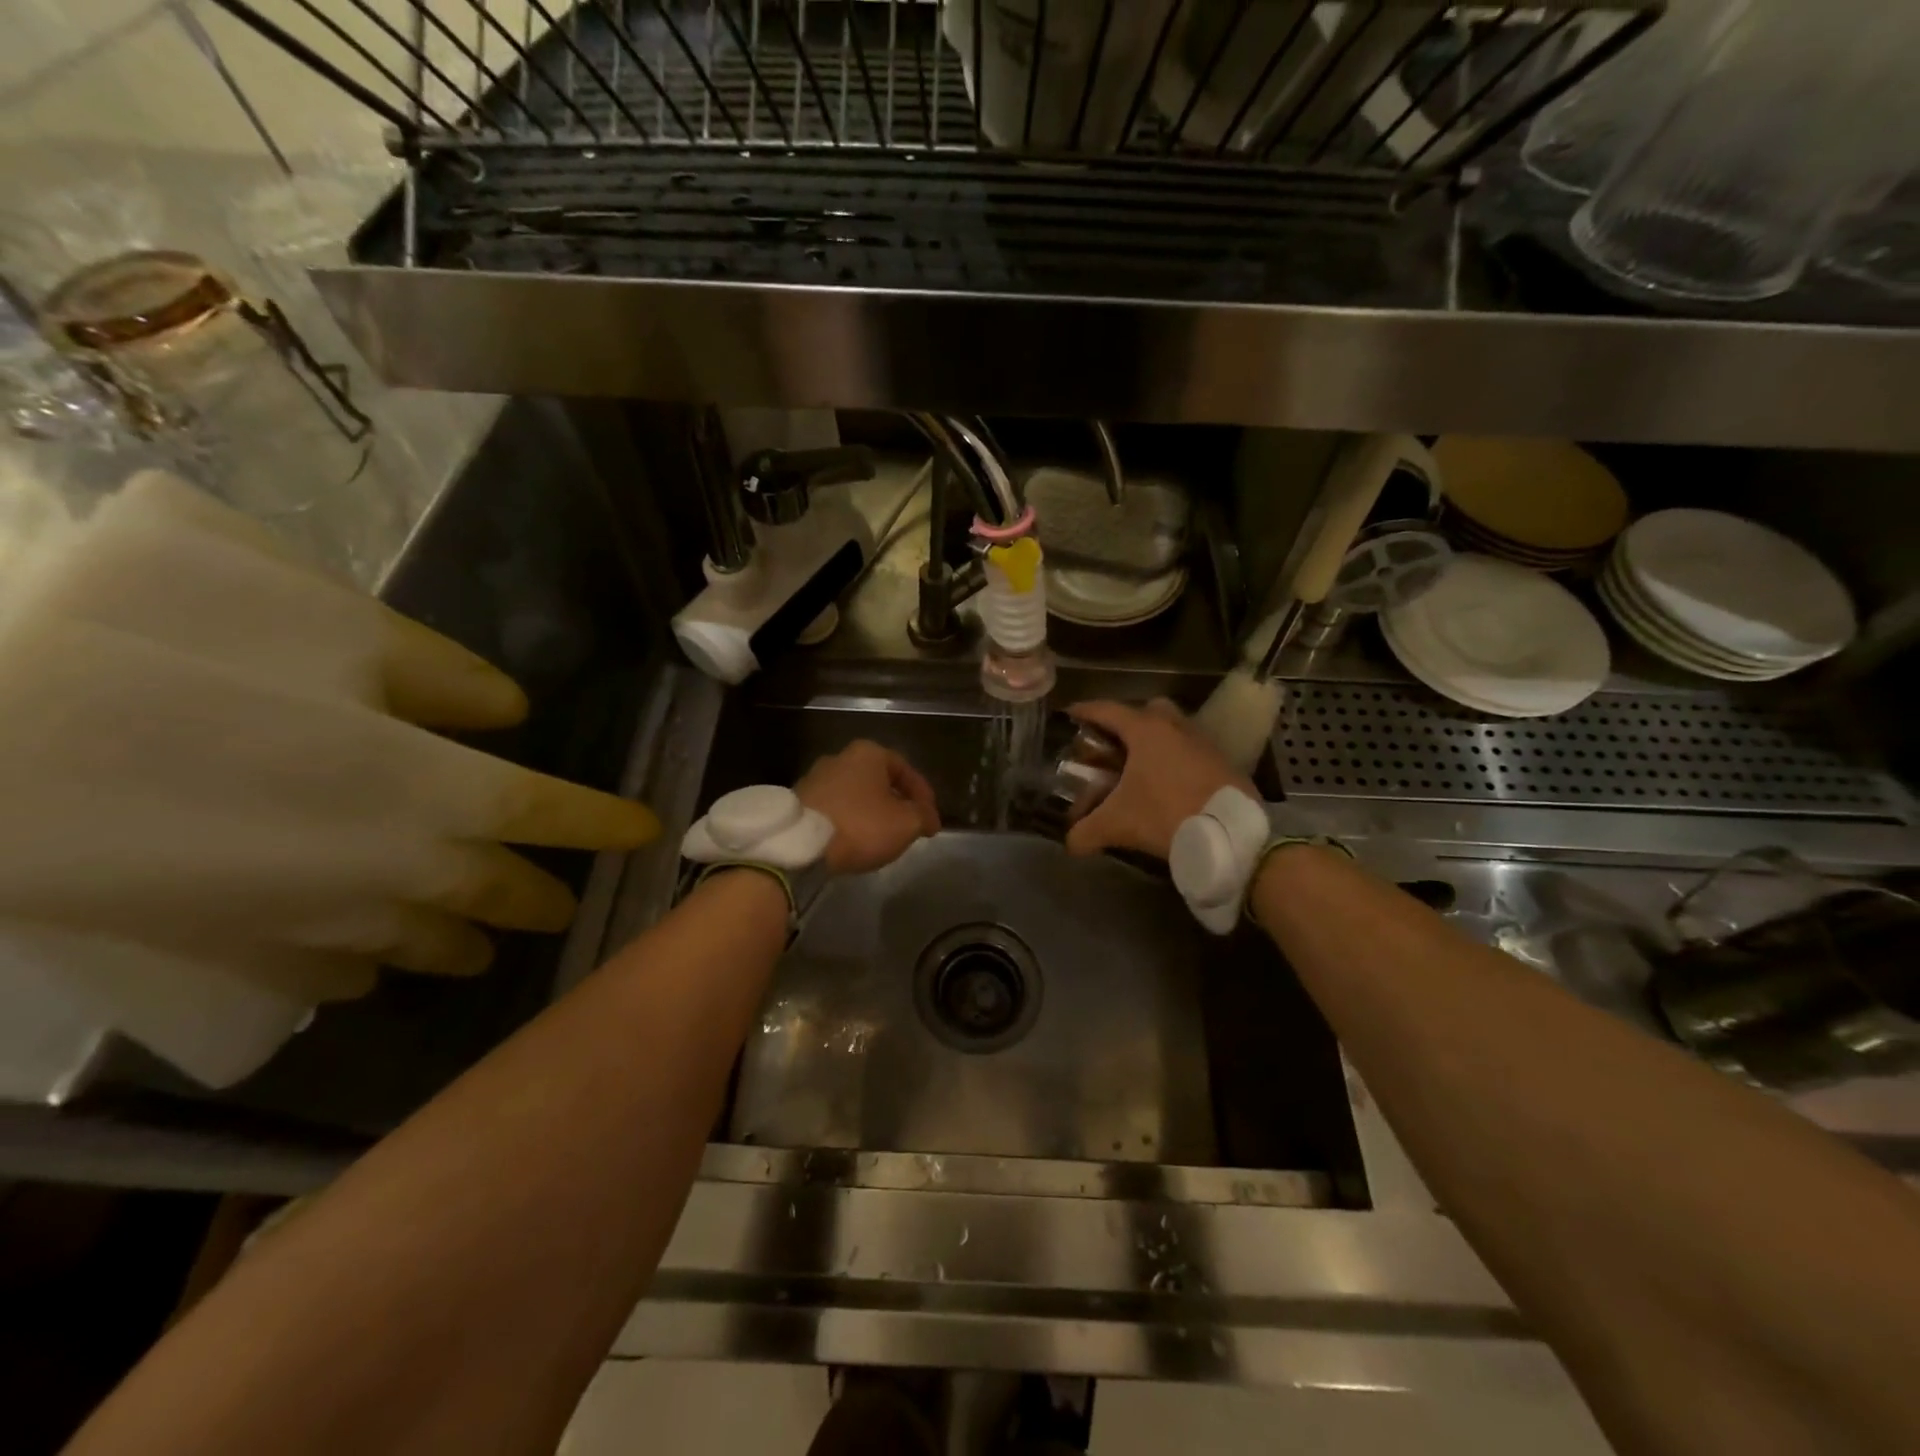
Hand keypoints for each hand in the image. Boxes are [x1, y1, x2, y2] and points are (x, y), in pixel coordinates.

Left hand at [795, 740, 940, 874]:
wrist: (800, 845)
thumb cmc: (861, 825)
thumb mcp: (906, 823)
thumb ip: (923, 816)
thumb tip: (926, 817)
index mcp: (869, 753)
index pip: (906, 770)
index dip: (924, 796)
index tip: (931, 821)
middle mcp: (840, 757)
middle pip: (878, 781)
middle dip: (896, 803)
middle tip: (908, 827)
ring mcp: (815, 778)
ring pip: (855, 795)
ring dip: (871, 813)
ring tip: (882, 837)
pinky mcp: (798, 801)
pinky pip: (834, 809)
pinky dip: (849, 821)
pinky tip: (854, 840)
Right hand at [1064, 699, 1254, 861]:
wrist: (1231, 835)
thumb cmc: (1166, 815)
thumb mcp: (1118, 824)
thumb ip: (1086, 832)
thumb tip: (1070, 844)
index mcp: (1146, 730)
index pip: (1107, 710)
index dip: (1084, 711)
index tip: (1070, 714)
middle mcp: (1175, 726)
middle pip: (1146, 711)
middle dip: (1126, 723)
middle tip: (1111, 745)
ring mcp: (1203, 741)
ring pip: (1172, 729)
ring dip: (1154, 742)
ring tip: (1139, 768)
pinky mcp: (1222, 761)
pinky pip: (1191, 751)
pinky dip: (1176, 760)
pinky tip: (1168, 785)